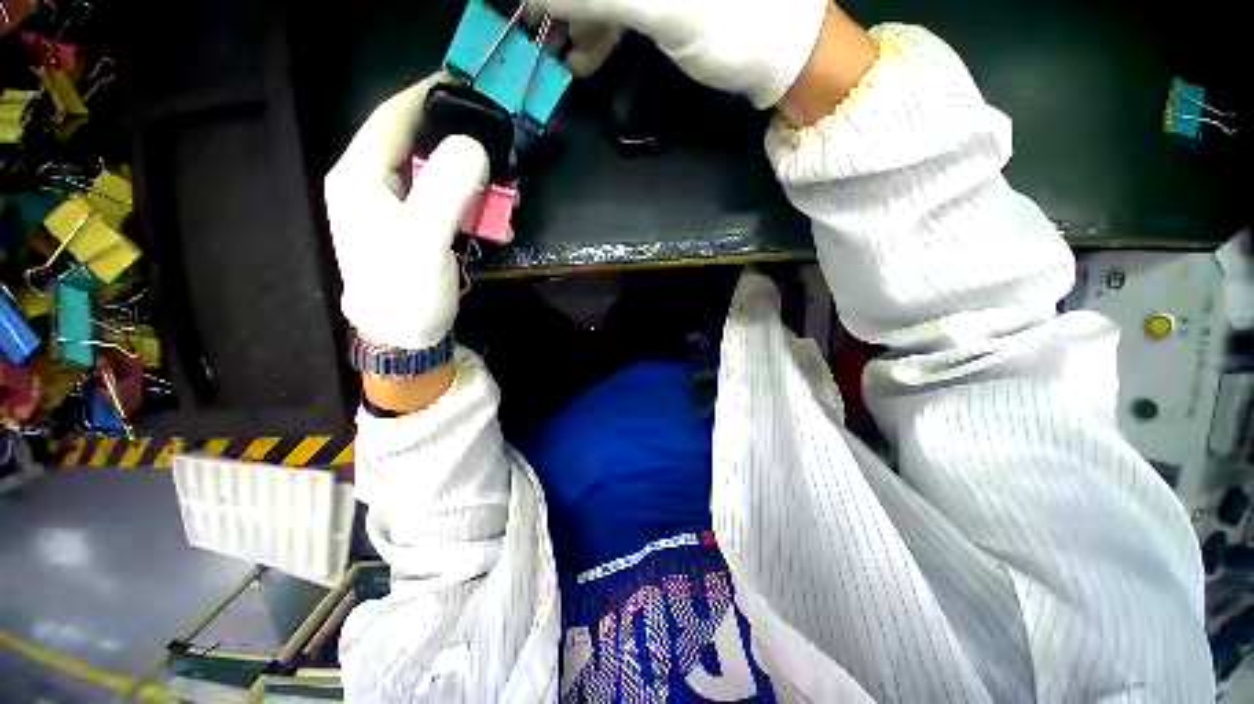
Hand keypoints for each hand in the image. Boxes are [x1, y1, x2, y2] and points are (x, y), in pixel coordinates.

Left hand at [325, 74, 488, 351]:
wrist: (404, 336)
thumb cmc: (404, 290)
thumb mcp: (423, 240)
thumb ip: (445, 190)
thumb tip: (474, 145)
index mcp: (361, 175)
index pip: (392, 117)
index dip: (427, 95)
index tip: (467, 83)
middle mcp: (374, 183)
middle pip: (417, 142)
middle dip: (459, 140)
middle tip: (498, 144)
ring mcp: (396, 206)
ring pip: (436, 172)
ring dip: (473, 177)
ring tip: (505, 187)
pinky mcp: (416, 226)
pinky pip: (446, 199)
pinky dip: (472, 201)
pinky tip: (495, 216)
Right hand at [533, 0, 828, 107]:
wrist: (782, 59)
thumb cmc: (737, 27)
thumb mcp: (667, 9)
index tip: (530, 9)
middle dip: (565, 6)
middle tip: (537, 30)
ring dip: (579, 20)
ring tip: (564, 57)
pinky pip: (621, 7)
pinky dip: (600, 31)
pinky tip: (585, 57)